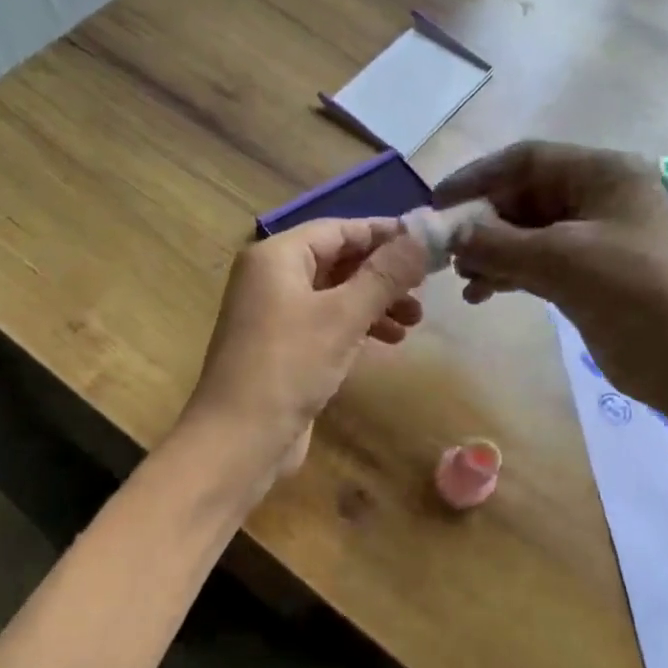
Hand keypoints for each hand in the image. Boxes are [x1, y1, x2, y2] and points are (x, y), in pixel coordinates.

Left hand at [179, 216, 426, 485]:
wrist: (239, 439)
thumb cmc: (289, 367)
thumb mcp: (343, 316)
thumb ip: (384, 275)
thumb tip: (423, 237)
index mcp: (276, 257)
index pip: (338, 229)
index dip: (384, 234)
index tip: (429, 243)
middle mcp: (271, 278)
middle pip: (337, 261)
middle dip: (383, 274)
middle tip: (425, 290)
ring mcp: (274, 315)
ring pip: (334, 295)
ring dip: (375, 304)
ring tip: (415, 322)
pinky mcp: (281, 349)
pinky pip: (326, 324)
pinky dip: (356, 327)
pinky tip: (388, 341)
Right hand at [434, 141, 667, 419]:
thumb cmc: (633, 290)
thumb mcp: (561, 259)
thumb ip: (498, 244)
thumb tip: (453, 236)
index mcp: (602, 175)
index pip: (527, 160)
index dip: (478, 177)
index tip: (438, 203)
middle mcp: (596, 199)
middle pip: (523, 197)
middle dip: (482, 222)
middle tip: (446, 249)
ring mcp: (592, 240)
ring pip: (525, 234)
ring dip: (490, 253)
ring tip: (463, 278)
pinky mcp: (586, 277)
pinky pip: (535, 264)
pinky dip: (507, 275)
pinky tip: (481, 294)